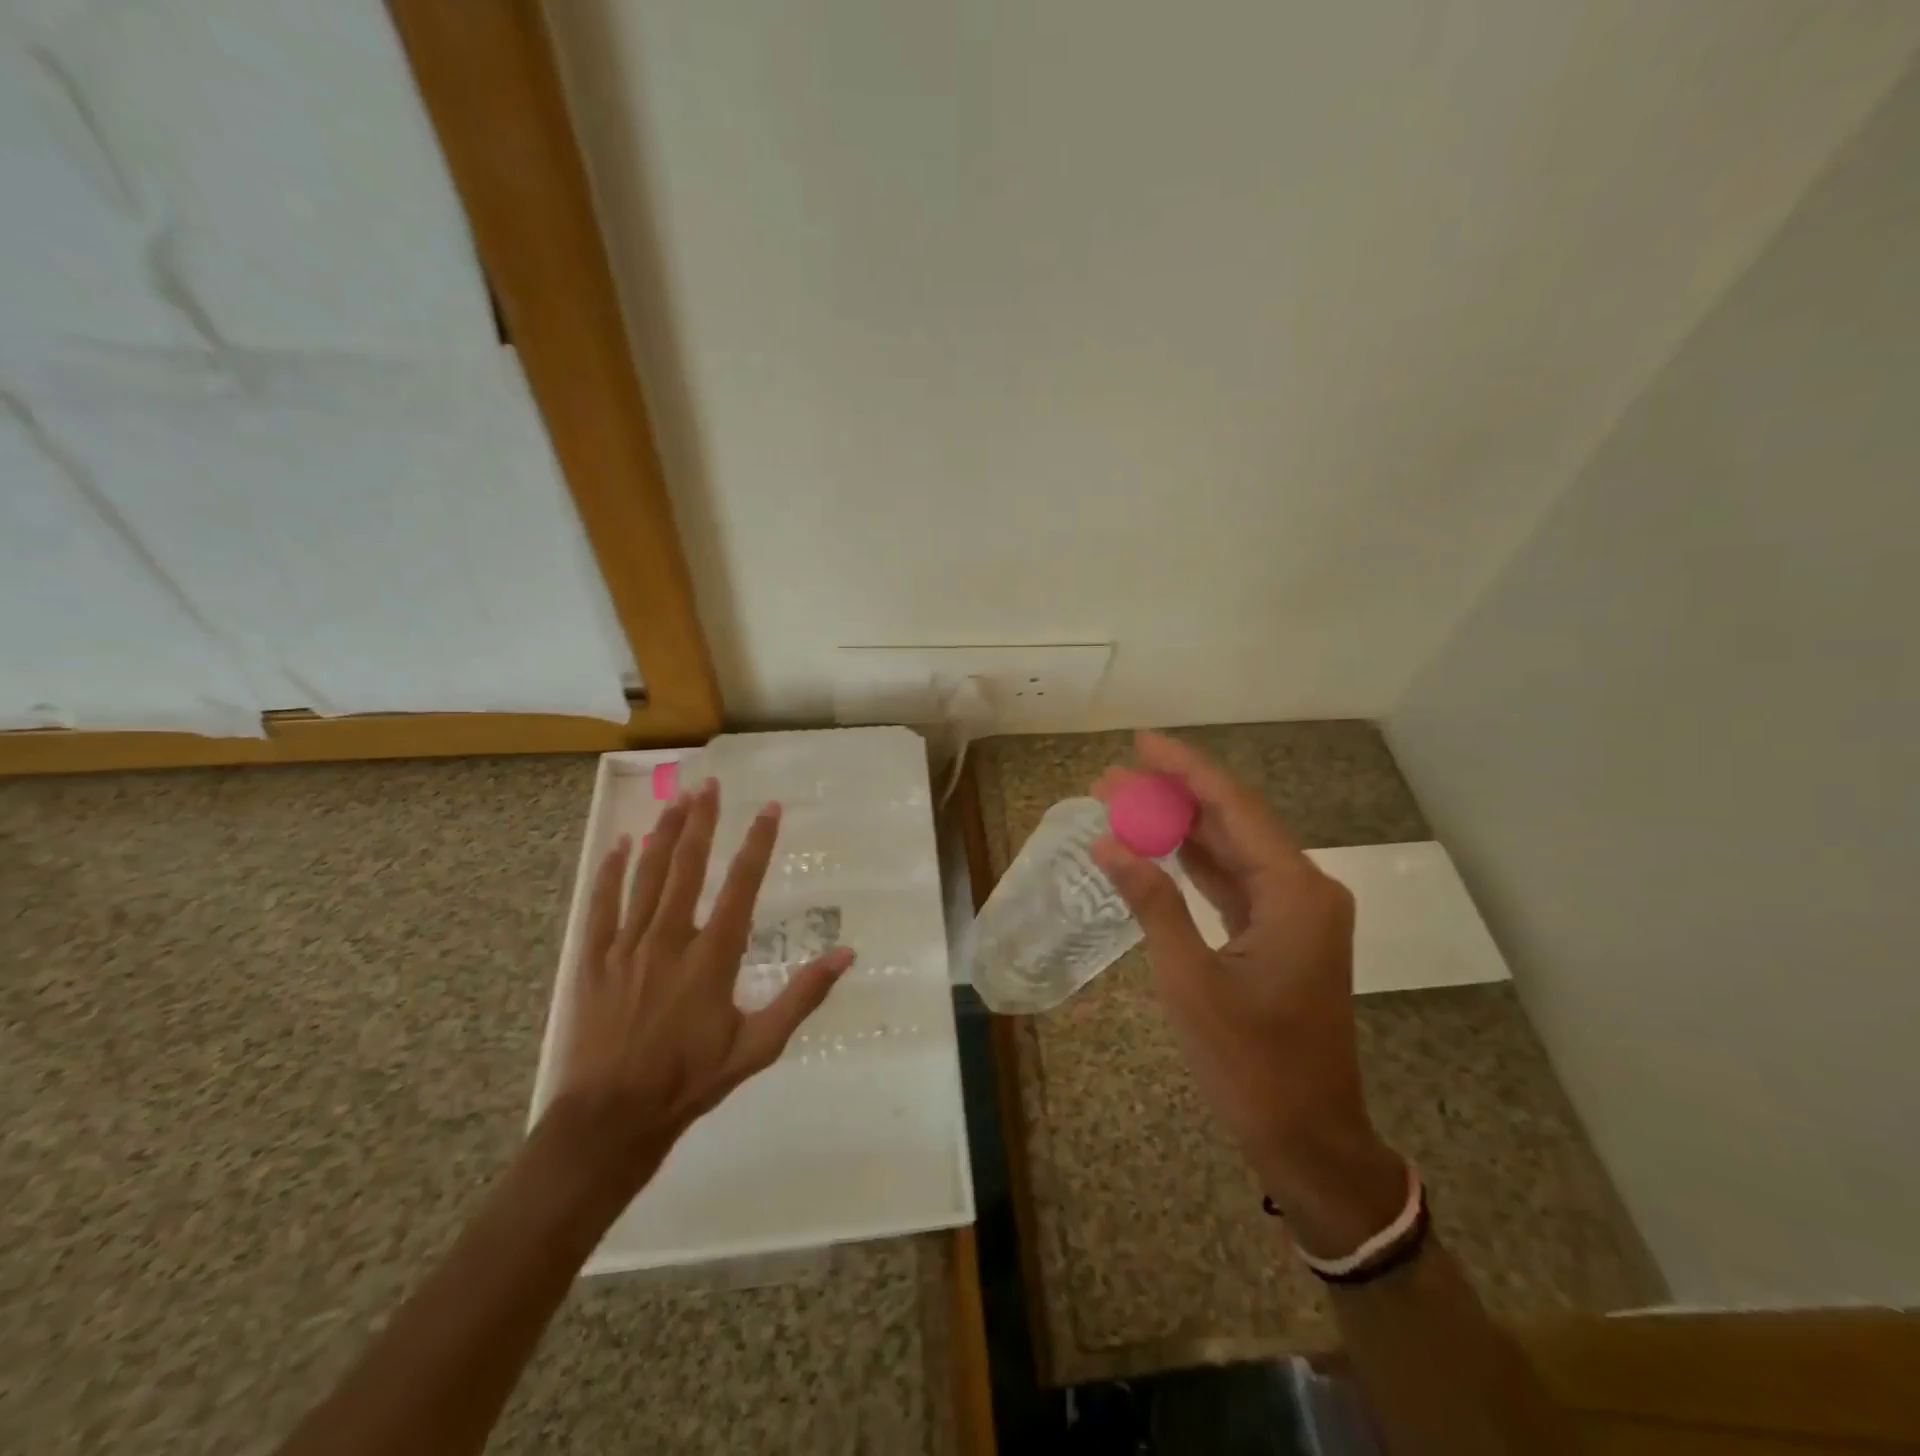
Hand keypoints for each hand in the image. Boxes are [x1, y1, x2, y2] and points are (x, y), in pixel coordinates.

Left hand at [552, 778, 853, 1188]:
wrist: (610, 1118)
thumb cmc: (690, 1081)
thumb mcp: (758, 1046)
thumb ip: (802, 996)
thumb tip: (846, 954)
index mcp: (712, 957)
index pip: (741, 886)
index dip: (757, 843)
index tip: (769, 809)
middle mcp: (670, 939)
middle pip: (687, 867)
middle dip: (702, 822)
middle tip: (711, 784)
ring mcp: (627, 946)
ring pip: (645, 876)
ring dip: (662, 834)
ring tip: (676, 799)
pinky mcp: (593, 960)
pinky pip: (601, 904)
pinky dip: (610, 871)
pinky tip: (619, 844)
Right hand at [1091, 732, 1405, 1256]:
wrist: (1307, 1138)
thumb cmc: (1251, 1065)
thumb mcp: (1190, 980)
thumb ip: (1153, 903)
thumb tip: (1107, 844)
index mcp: (1295, 892)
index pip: (1234, 807)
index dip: (1186, 769)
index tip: (1142, 743)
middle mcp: (1303, 889)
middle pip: (1233, 822)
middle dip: (1173, 796)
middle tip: (1113, 779)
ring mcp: (1294, 912)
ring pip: (1232, 850)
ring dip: (1180, 828)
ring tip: (1123, 803)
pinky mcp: (1280, 934)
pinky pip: (1233, 882)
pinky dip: (1194, 864)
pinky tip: (1157, 847)